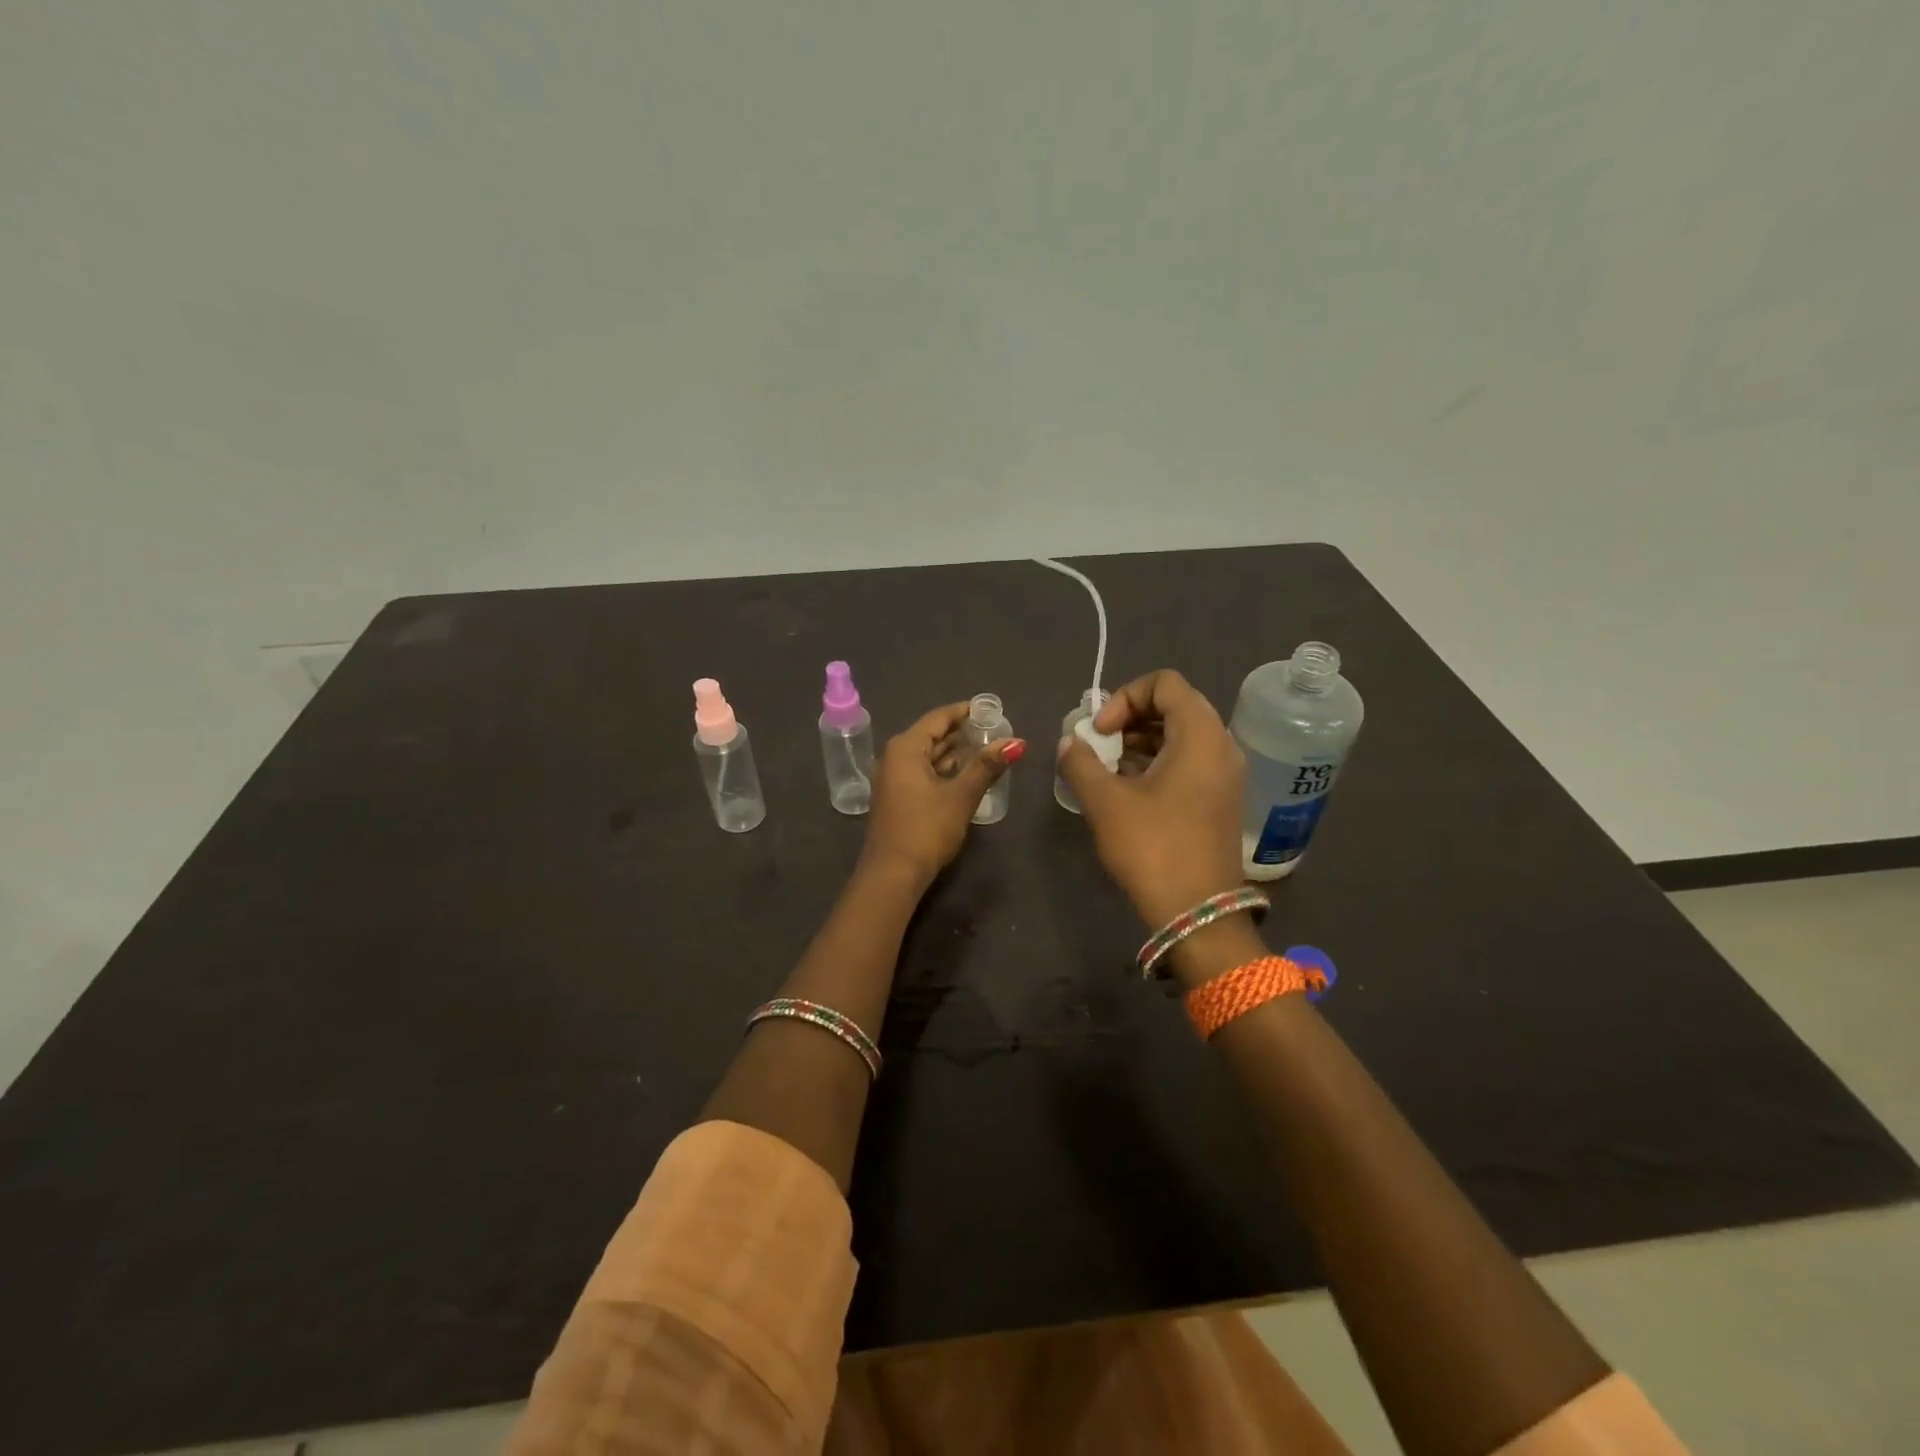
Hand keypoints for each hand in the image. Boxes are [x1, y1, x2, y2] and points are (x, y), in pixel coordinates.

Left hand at [862, 702, 1024, 886]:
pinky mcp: (897, 799)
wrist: (892, 874)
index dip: (965, 712)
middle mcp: (894, 757)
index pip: (938, 717)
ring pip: (927, 756)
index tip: (991, 710)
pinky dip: (944, 770)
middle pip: (932, 735)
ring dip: (954, 753)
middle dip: (962, 733)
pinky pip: (922, 773)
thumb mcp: (961, 795)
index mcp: (906, 748)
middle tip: (994, 731)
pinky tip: (965, 776)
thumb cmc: (926, 828)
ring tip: (986, 751)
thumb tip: (1016, 742)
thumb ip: (987, 766)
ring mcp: (893, 779)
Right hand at [1056, 669, 1246, 928]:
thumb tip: (1070, 742)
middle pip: (1174, 705)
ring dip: (1140, 741)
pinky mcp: (1220, 798)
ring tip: (1107, 768)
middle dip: (1130, 718)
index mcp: (1200, 735)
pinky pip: (1189, 760)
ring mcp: (1225, 774)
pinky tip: (1127, 789)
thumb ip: (1080, 762)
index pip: (1165, 683)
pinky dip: (1157, 762)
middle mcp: (1221, 745)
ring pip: (1180, 735)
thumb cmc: (1153, 849)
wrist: (1198, 913)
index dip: (1124, 697)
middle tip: (1100, 745)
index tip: (1101, 731)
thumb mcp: (1105, 802)